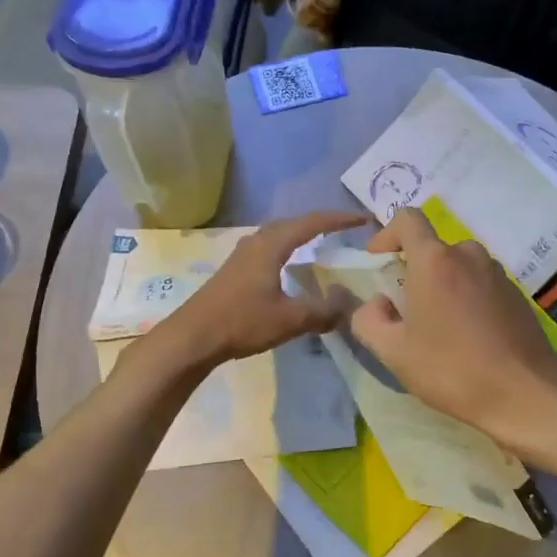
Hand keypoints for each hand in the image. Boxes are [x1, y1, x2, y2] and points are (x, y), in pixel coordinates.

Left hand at [146, 210, 371, 371]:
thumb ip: (323, 311)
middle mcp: (257, 241)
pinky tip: (291, 264)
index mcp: (271, 245)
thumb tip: (350, 303)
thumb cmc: (242, 322)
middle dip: (321, 222)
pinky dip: (288, 247)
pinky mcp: (235, 269)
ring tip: (323, 240)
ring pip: (279, 234)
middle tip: (346, 227)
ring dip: (302, 233)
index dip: (340, 220)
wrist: (193, 337)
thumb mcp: (290, 319)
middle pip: (294, 222)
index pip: (312, 223)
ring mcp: (242, 254)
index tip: (364, 220)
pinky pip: (269, 247)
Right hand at [349, 208, 556, 453]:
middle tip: (407, 309)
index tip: (378, 261)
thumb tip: (375, 304)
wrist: (525, 394)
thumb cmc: (452, 370)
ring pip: (460, 267)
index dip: (386, 234)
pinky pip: (482, 285)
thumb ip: (368, 320)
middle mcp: (469, 256)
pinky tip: (469, 337)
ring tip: (440, 326)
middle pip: (434, 248)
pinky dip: (468, 299)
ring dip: (444, 286)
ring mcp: (498, 274)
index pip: (407, 220)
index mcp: (435, 261)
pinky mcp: (518, 295)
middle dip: (416, 271)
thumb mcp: (394, 353)